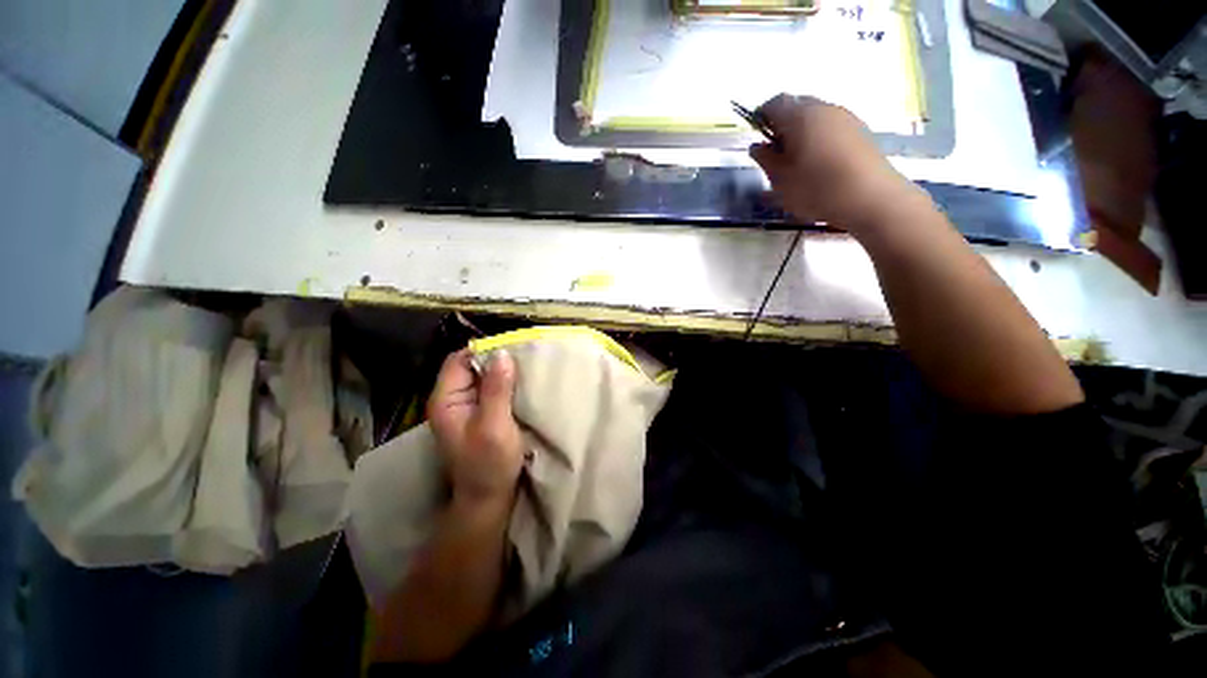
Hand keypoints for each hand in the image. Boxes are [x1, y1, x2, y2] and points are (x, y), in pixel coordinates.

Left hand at [428, 349, 524, 507]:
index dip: (484, 350)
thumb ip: (496, 390)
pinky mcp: (481, 414)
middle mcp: (453, 399)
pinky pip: (492, 389)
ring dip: (504, 372)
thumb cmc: (489, 464)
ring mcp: (467, 407)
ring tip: (527, 368)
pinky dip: (506, 384)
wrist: (489, 499)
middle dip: (497, 360)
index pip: (459, 360)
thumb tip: (502, 352)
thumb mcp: (494, 426)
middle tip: (525, 357)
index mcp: (446, 399)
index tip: (513, 349)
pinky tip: (522, 385)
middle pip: (472, 366)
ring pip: (484, 377)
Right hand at [750, 94, 921, 233]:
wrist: (870, 197)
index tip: (757, 138)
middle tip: (775, 152)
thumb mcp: (780, 180)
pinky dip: (819, 137)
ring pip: (815, 116)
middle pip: (797, 106)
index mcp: (800, 116)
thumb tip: (756, 146)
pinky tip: (818, 163)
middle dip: (782, 124)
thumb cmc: (817, 189)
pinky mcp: (860, 130)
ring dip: (802, 131)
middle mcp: (823, 108)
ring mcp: (845, 117)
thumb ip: (765, 160)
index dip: (761, 117)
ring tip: (796, 160)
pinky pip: (831, 126)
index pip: (774, 103)